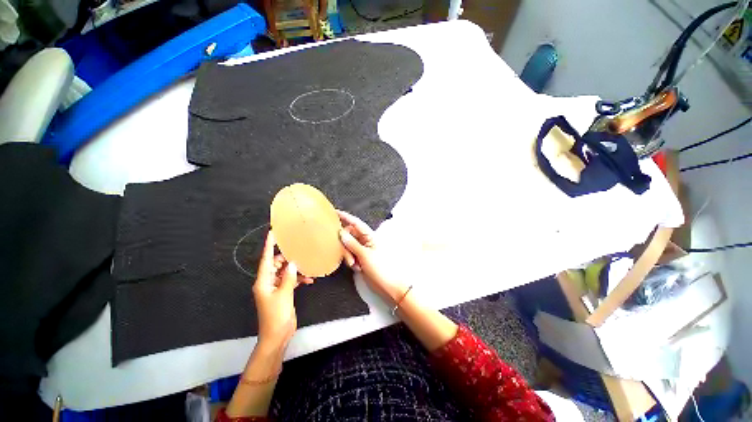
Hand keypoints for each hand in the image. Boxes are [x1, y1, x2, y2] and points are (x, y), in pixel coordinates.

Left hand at [252, 231, 311, 352]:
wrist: (277, 335)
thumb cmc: (276, 315)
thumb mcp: (284, 294)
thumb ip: (288, 277)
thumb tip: (292, 264)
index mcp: (263, 281)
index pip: (266, 259)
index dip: (269, 245)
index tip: (272, 232)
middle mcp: (267, 282)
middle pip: (276, 264)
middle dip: (287, 258)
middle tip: (299, 251)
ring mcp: (275, 288)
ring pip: (285, 272)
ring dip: (295, 269)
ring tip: (307, 266)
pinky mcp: (282, 292)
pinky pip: (290, 280)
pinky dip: (298, 279)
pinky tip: (309, 279)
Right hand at [337, 210, 408, 304]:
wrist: (388, 286)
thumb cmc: (381, 268)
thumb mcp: (365, 255)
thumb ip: (352, 243)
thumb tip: (341, 232)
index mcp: (370, 236)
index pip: (356, 223)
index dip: (346, 217)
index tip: (334, 212)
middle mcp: (365, 240)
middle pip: (349, 235)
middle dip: (345, 244)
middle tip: (348, 256)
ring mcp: (362, 250)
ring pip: (348, 246)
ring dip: (348, 255)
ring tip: (354, 264)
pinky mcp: (360, 259)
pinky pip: (350, 255)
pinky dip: (350, 260)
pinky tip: (357, 268)